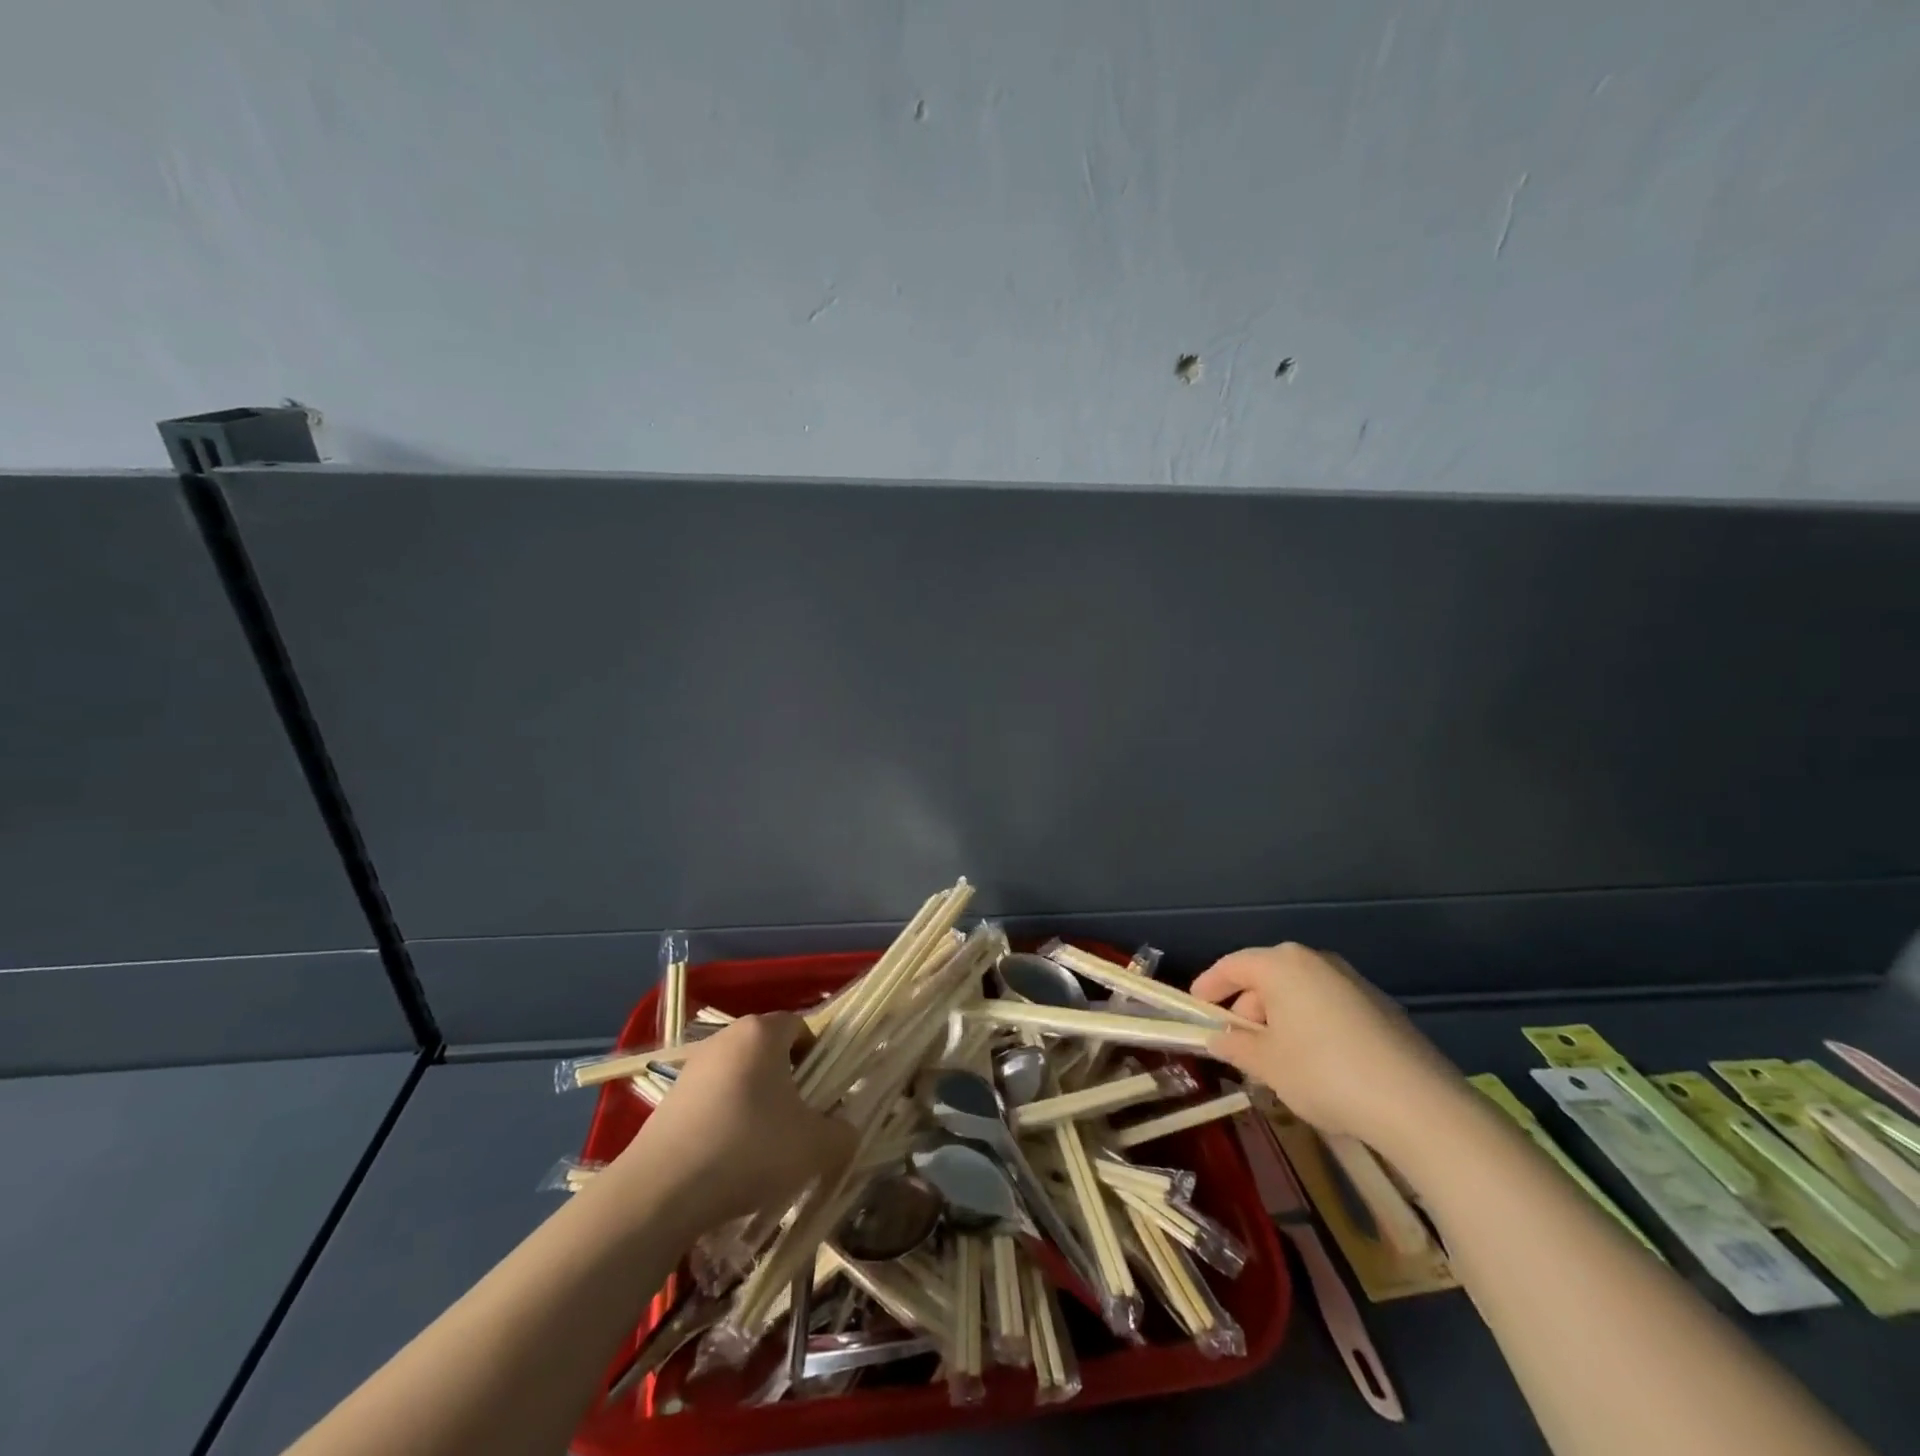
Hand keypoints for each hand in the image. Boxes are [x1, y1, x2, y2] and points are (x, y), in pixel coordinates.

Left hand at [604, 1013, 856, 1232]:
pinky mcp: (669, 1100)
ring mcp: (693, 1068)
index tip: (824, 1094)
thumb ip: (843, 1133)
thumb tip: (846, 1131)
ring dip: (757, 1103)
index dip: (820, 1056)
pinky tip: (729, 1162)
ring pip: (741, 1077)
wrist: (659, 1193)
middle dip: (789, 1081)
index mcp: (762, 1032)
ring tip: (765, 1148)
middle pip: (770, 1050)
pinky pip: (713, 1101)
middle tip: (800, 1122)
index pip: (801, 1026)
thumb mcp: (815, 1146)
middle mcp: (726, 1038)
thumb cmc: (748, 1149)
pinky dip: (727, 1122)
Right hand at [1192, 943, 1465, 1153]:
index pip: (1232, 966)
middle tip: (1236, 1044)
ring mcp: (1352, 982)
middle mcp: (1316, 961)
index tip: (1196, 1008)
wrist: (1419, 1105)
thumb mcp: (1268, 1065)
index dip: (1209, 986)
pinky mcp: (1380, 1007)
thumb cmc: (1325, 1074)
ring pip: (1299, 993)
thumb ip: (1236, 1046)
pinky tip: (1314, 1064)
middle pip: (1267, 977)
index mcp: (1282, 965)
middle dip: (1246, 1008)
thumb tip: (1218, 1039)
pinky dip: (1309, 1025)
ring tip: (1274, 1060)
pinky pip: (1327, 1007)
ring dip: (1279, 1019)